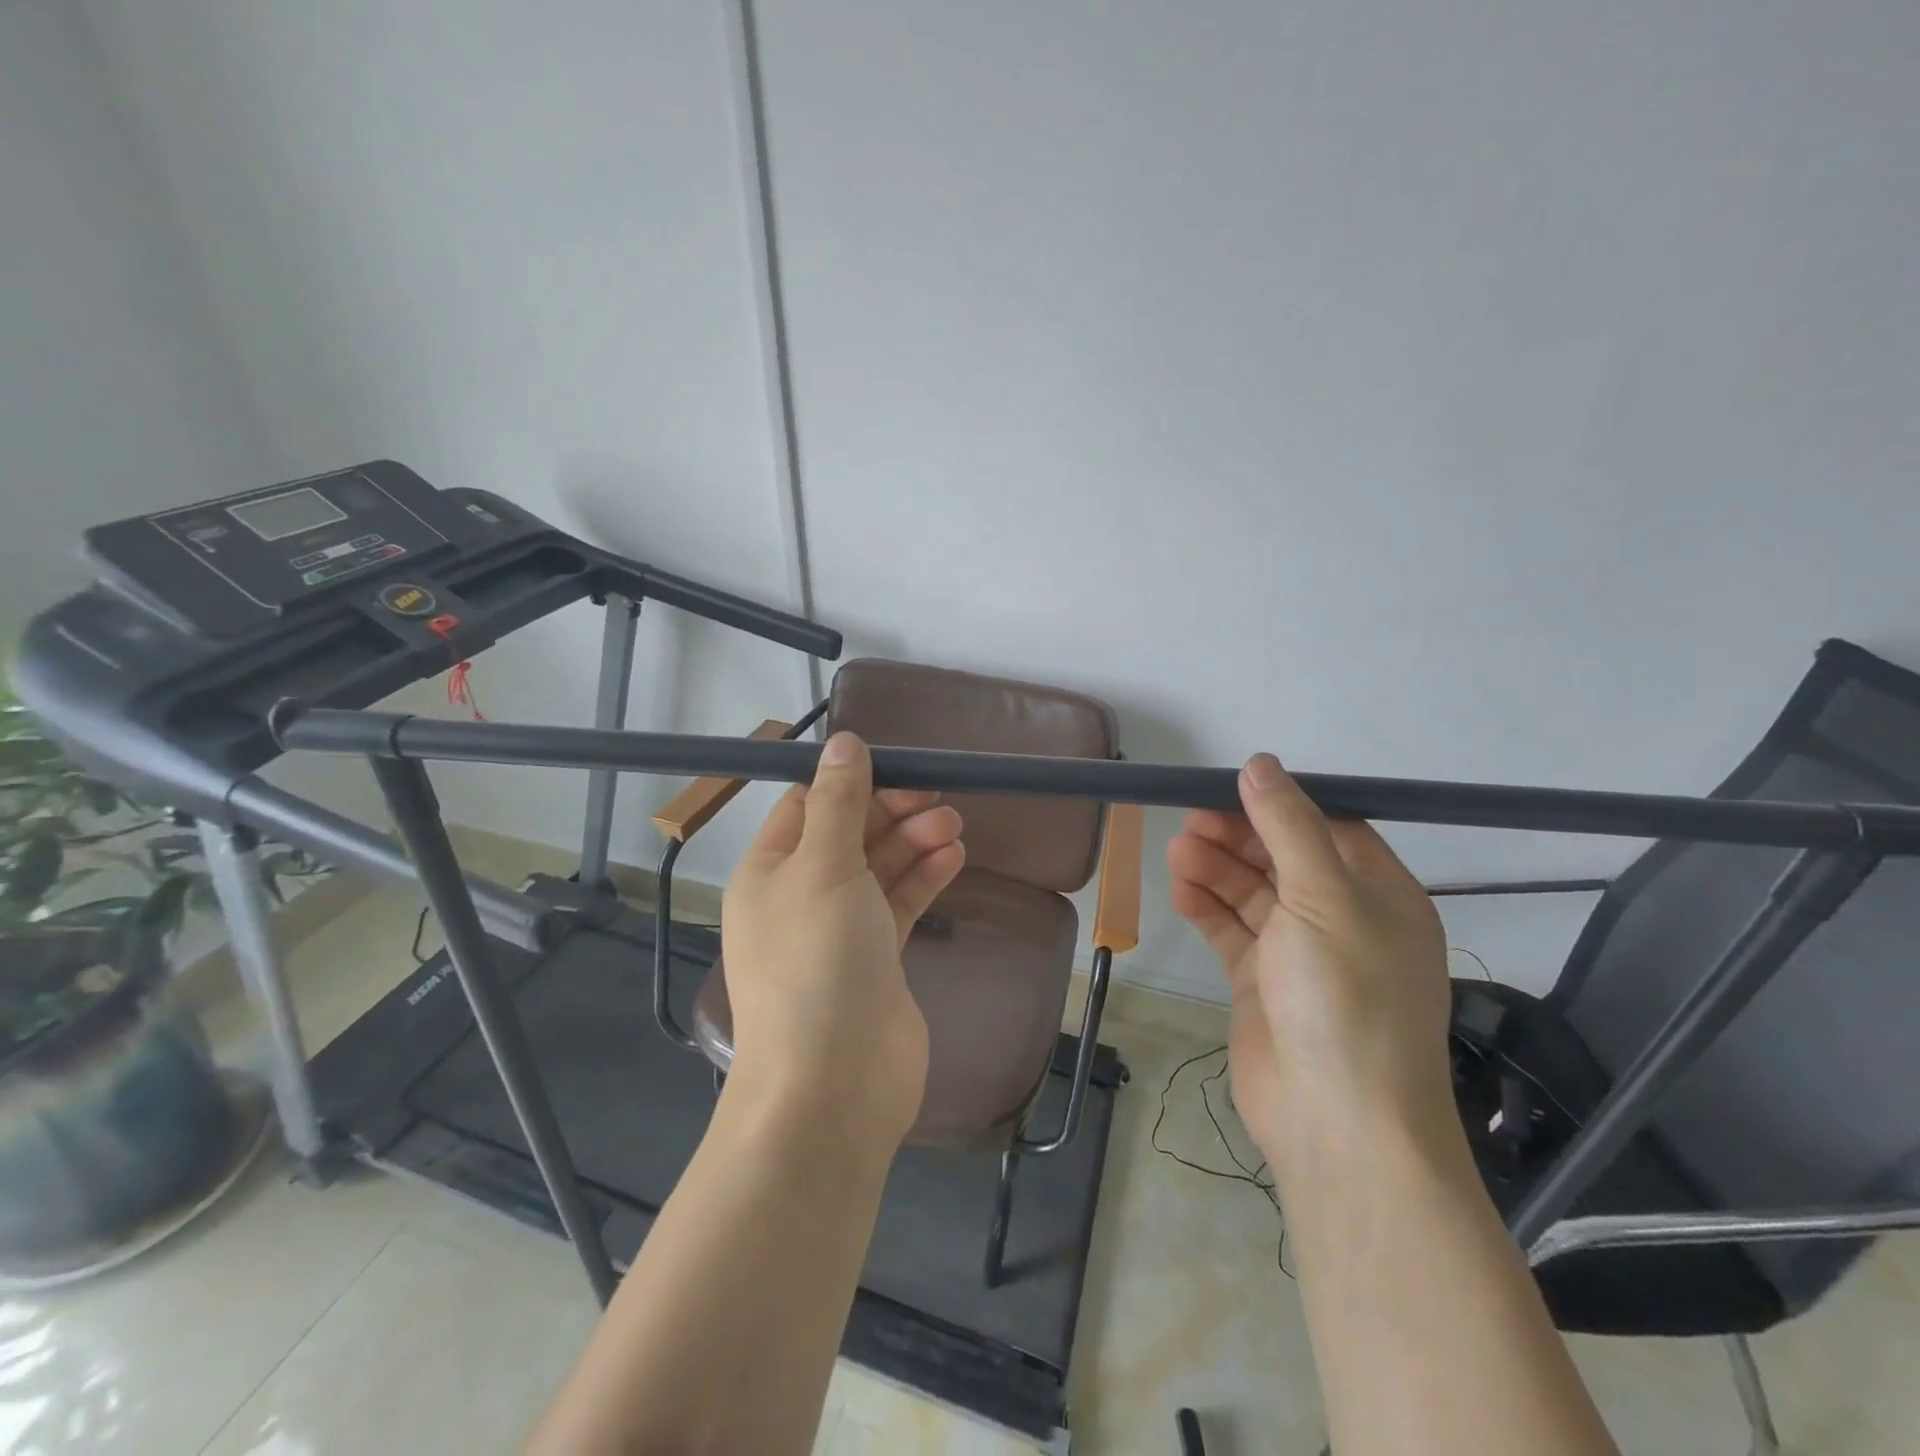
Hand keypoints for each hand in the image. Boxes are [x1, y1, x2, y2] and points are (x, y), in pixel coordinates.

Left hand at [721, 732, 964, 1148]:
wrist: (833, 1084)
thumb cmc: (817, 962)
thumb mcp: (824, 867)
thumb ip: (839, 803)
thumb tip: (842, 741)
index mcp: (770, 871)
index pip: (807, 807)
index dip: (850, 782)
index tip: (898, 765)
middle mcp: (799, 897)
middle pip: (849, 835)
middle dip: (891, 812)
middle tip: (938, 798)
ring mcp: (839, 931)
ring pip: (878, 869)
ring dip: (913, 842)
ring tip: (953, 824)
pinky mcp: (875, 959)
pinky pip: (899, 904)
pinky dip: (923, 878)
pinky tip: (953, 857)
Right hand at [1168, 753, 1454, 1180]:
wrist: (1338, 1122)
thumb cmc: (1346, 997)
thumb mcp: (1323, 898)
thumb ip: (1288, 827)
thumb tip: (1260, 764)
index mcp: (1378, 893)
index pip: (1328, 828)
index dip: (1280, 805)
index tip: (1228, 787)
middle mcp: (1342, 918)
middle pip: (1283, 858)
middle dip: (1238, 836)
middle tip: (1189, 820)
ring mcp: (1300, 953)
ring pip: (1253, 894)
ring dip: (1216, 869)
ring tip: (1177, 851)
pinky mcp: (1263, 984)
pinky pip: (1232, 932)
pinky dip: (1207, 909)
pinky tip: (1180, 891)